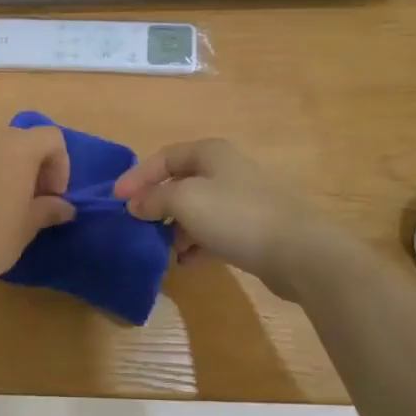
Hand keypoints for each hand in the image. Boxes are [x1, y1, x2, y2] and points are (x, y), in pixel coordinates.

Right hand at [113, 138, 332, 299]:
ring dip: (175, 227)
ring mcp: (242, 200)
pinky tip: (186, 262)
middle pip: (180, 183)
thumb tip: (134, 204)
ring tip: (161, 247)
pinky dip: (196, 244)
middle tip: (137, 225)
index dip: (137, 176)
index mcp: (211, 153)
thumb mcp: (184, 200)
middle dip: (156, 204)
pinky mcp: (253, 229)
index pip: (164, 157)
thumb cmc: (236, 216)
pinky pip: (214, 232)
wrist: (299, 251)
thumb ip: (154, 199)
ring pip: (197, 210)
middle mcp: (227, 170)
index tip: (116, 200)